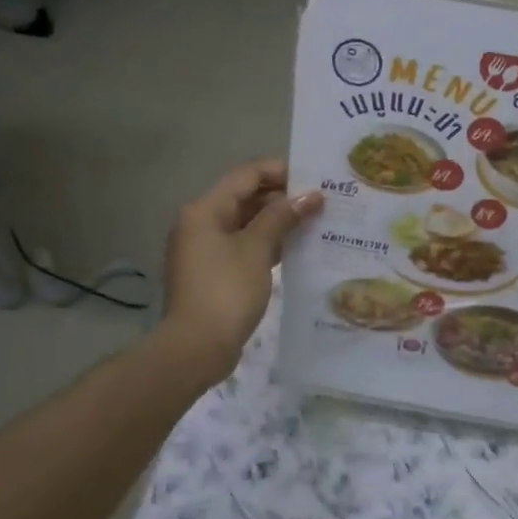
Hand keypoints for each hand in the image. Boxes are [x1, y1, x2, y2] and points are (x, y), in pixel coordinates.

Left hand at [162, 159, 322, 382]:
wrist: (196, 347)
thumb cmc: (226, 290)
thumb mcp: (257, 249)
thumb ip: (282, 217)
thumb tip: (311, 195)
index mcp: (205, 210)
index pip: (246, 175)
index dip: (281, 172)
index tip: (315, 178)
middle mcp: (201, 223)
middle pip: (245, 197)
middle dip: (282, 198)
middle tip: (321, 201)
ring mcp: (206, 250)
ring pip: (246, 224)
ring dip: (277, 222)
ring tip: (315, 222)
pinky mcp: (214, 273)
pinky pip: (244, 247)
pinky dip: (267, 244)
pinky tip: (296, 248)